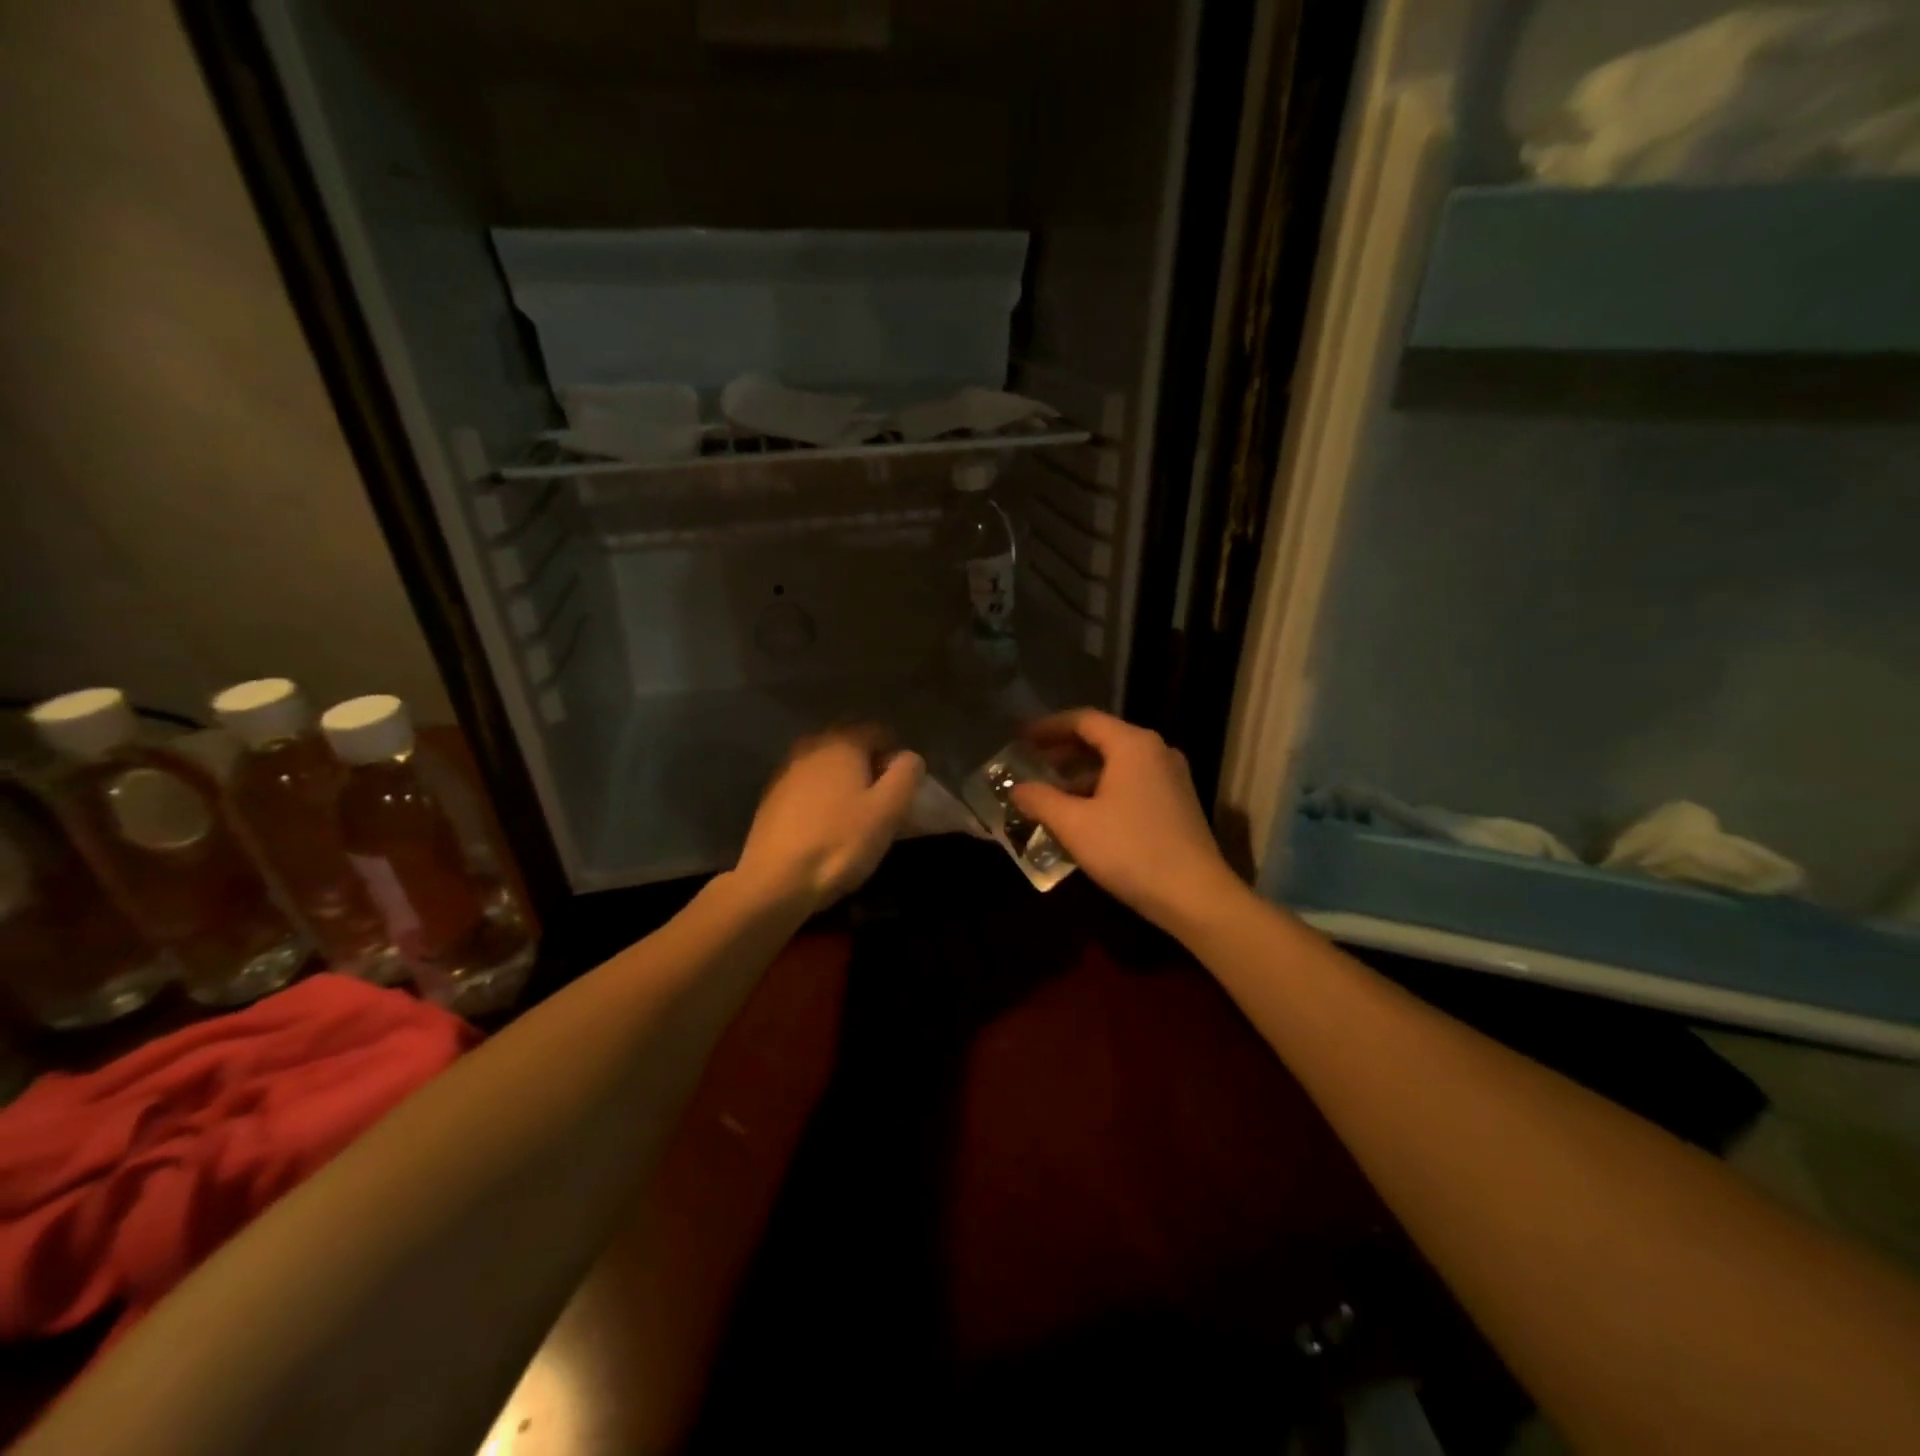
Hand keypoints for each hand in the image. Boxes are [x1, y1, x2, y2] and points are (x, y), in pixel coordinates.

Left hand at [735, 727, 924, 912]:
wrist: (776, 880)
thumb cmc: (840, 842)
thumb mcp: (889, 810)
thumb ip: (906, 774)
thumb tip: (909, 757)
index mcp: (842, 742)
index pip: (879, 731)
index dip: (896, 756)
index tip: (903, 789)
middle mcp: (811, 746)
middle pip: (851, 745)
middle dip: (870, 767)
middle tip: (882, 803)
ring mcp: (786, 770)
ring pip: (827, 765)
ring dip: (845, 782)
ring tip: (856, 816)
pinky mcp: (771, 796)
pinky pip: (808, 785)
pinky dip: (822, 797)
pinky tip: (827, 825)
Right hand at [1008, 709, 1241, 931]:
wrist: (1196, 896)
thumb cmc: (1131, 851)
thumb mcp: (1075, 825)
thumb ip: (1041, 800)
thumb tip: (1017, 789)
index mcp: (1132, 745)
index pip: (1083, 720)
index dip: (1048, 727)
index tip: (1022, 738)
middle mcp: (1156, 751)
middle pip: (1103, 738)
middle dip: (1064, 749)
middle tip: (1033, 761)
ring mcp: (1172, 776)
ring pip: (1119, 762)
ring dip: (1083, 772)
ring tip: (1053, 790)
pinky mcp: (1179, 802)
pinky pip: (1133, 781)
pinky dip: (1104, 787)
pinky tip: (1085, 812)